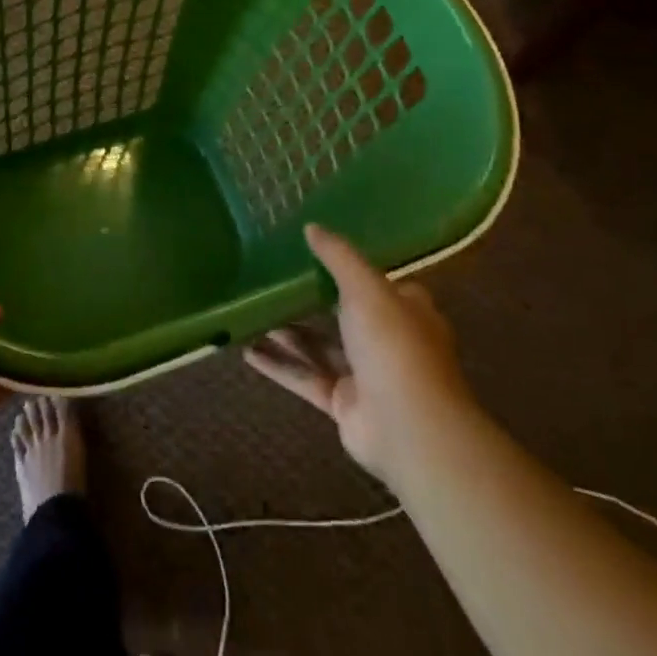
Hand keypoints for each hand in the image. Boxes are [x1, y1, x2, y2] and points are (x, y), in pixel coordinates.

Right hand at [245, 223, 468, 482]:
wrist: (409, 428)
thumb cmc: (394, 345)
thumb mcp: (365, 287)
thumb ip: (337, 256)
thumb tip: (311, 227)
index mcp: (405, 311)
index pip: (379, 284)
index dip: (350, 269)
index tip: (315, 253)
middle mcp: (388, 341)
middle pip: (344, 315)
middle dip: (311, 300)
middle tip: (273, 279)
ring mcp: (366, 376)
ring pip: (321, 347)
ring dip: (288, 332)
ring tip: (252, 310)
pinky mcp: (344, 405)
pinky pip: (306, 379)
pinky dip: (279, 366)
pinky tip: (247, 350)